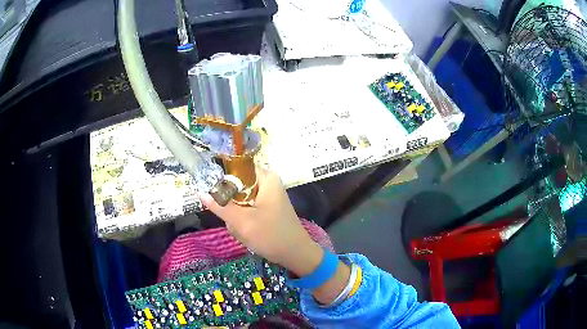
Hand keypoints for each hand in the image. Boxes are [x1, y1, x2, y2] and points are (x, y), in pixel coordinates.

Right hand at [200, 169, 322, 275]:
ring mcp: (267, 194)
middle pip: (235, 185)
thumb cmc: (271, 236)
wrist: (295, 254)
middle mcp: (266, 181)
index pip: (235, 168)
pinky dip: (243, 220)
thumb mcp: (242, 222)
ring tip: (243, 229)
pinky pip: (246, 208)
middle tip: (235, 220)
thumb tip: (200, 193)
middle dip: (231, 205)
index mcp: (265, 177)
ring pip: (238, 199)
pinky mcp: (266, 206)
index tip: (214, 197)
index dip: (221, 181)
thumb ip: (220, 206)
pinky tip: (248, 231)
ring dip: (236, 216)